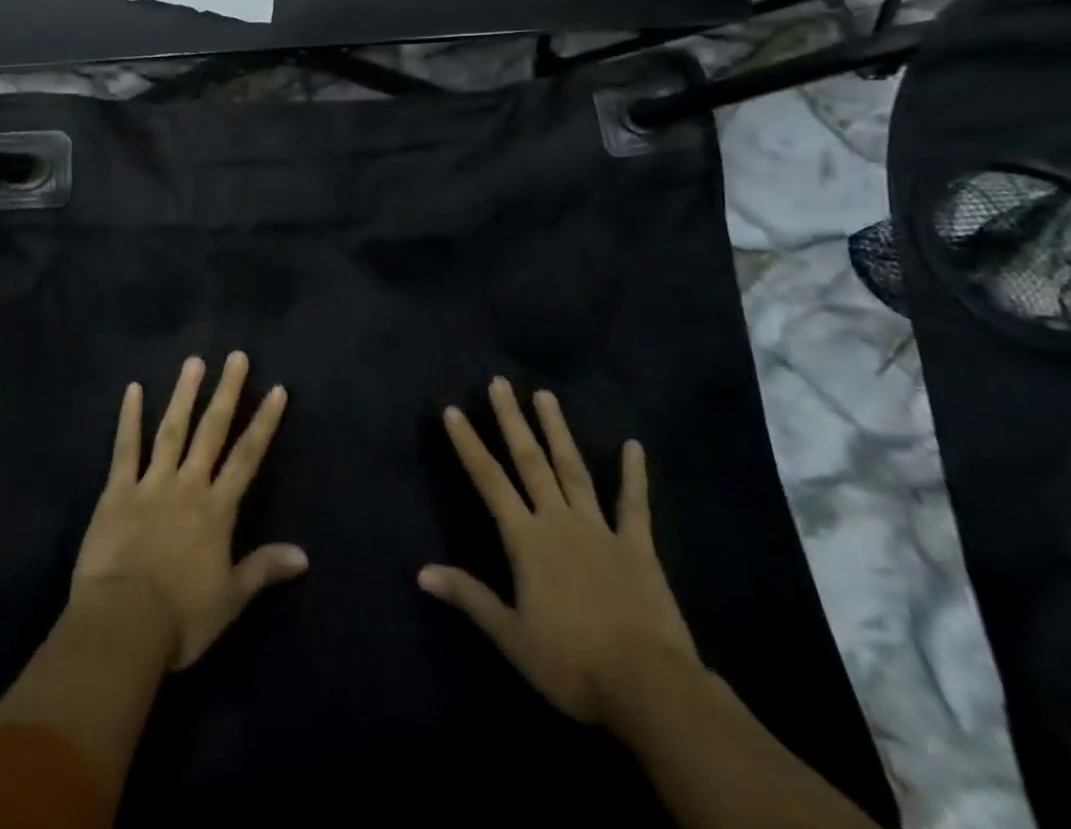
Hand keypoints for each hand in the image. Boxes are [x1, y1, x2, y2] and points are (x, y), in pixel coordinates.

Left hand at [73, 352, 307, 670]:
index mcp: (217, 510)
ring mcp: (151, 483)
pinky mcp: (118, 490)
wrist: (123, 623)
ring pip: (172, 429)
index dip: (264, 423)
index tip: (276, 389)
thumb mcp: (230, 599)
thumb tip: (304, 555)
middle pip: (212, 431)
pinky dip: (129, 418)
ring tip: (194, 362)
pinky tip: (132, 389)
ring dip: (184, 394)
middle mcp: (188, 485)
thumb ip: (264, 569)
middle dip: (227, 393)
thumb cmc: (180, 617)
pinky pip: (125, 447)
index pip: (247, 457)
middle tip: (236, 356)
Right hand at [420, 377, 700, 727]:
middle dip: (512, 420)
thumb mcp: (512, 637)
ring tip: (545, 395)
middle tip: (500, 382)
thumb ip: (469, 597)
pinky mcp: (637, 547)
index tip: (453, 410)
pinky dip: (633, 474)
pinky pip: (634, 504)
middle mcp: (558, 521)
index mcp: (526, 540)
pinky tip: (633, 446)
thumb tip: (422, 572)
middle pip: (530, 461)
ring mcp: (600, 529)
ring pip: (573, 469)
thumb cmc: (573, 663)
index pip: (489, 481)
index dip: (469, 444)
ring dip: (557, 431)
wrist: (649, 688)